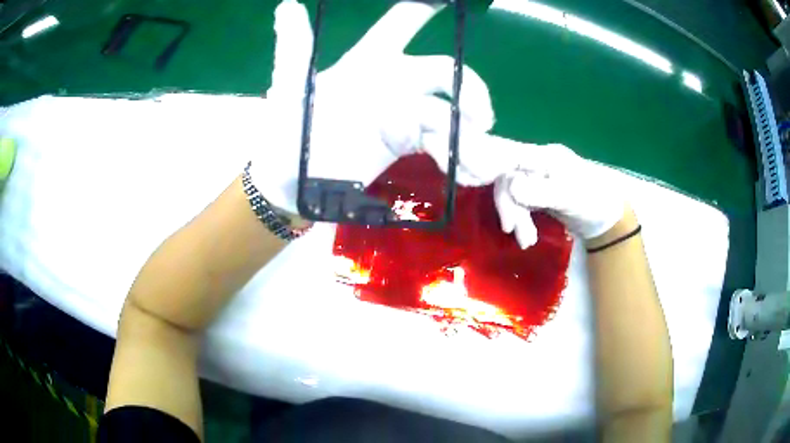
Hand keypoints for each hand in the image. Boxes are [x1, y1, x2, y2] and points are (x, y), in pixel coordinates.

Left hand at [252, 0, 494, 213]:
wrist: (290, 185)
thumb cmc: (287, 133)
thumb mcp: (290, 91)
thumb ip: (295, 51)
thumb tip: (287, 5)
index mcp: (368, 61)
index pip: (403, 23)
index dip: (427, 9)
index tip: (453, 3)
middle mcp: (392, 81)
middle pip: (445, 73)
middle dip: (468, 91)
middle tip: (481, 121)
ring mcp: (402, 114)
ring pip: (449, 114)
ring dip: (469, 137)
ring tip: (478, 165)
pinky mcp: (405, 143)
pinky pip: (442, 144)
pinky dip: (460, 158)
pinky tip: (468, 175)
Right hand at [432, 132, 623, 247]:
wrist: (606, 219)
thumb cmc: (593, 202)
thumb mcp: (570, 197)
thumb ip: (541, 192)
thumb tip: (511, 187)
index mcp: (545, 156)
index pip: (509, 155)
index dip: (489, 165)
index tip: (475, 182)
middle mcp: (537, 162)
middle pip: (507, 176)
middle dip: (509, 205)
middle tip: (513, 230)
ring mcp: (536, 178)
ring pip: (512, 192)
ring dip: (516, 217)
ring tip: (526, 241)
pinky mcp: (537, 193)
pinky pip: (519, 203)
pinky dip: (521, 219)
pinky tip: (526, 236)